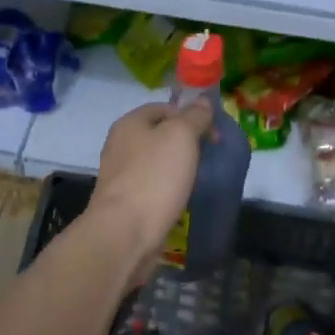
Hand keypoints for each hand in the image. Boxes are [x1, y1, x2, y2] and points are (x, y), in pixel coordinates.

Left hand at [86, 100, 213, 282]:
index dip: (191, 116)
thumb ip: (194, 116)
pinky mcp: (126, 202)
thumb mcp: (181, 136)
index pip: (165, 108)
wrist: (125, 233)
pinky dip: (169, 190)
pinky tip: (182, 199)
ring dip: (179, 168)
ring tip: (198, 179)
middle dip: (187, 143)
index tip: (213, 135)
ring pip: (157, 162)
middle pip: (160, 135)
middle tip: (209, 157)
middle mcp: (120, 145)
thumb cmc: (154, 177)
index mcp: (130, 123)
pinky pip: (153, 187)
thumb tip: (203, 101)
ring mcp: (121, 175)